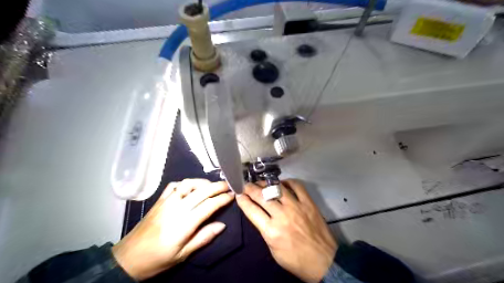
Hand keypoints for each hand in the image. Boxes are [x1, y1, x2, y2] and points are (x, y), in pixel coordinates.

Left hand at [112, 179, 233, 280]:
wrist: (128, 258)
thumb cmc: (158, 259)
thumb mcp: (183, 255)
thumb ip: (203, 237)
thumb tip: (222, 225)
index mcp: (184, 223)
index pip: (209, 205)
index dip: (222, 199)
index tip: (232, 195)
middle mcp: (177, 207)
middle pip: (201, 191)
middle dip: (217, 186)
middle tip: (228, 185)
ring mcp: (167, 201)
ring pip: (188, 183)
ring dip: (203, 182)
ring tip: (212, 186)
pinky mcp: (159, 200)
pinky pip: (174, 185)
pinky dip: (186, 183)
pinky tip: (191, 187)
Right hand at [237, 180, 337, 280]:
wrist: (324, 262)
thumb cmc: (296, 260)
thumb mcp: (273, 250)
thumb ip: (265, 230)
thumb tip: (258, 213)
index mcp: (271, 231)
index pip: (251, 210)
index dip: (242, 200)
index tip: (238, 194)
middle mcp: (282, 215)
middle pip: (261, 196)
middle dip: (250, 188)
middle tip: (246, 185)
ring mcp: (296, 207)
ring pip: (277, 188)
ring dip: (266, 183)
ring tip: (261, 183)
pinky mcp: (308, 203)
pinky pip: (297, 186)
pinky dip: (288, 181)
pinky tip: (282, 183)